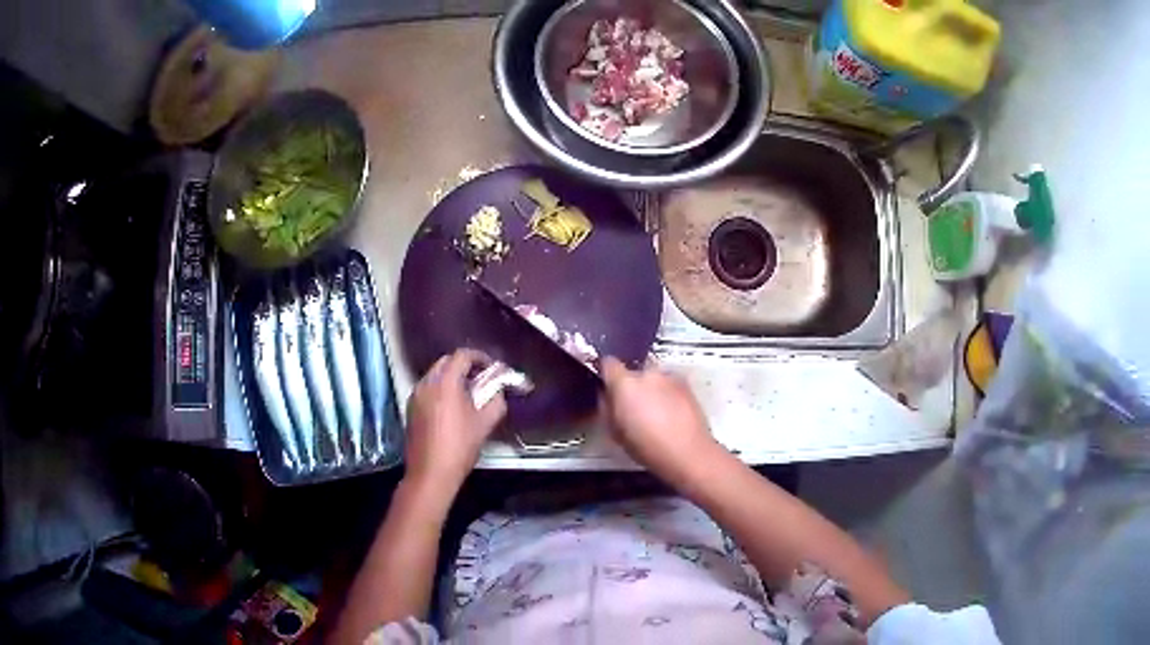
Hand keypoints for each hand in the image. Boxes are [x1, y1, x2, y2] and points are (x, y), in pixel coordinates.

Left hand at [405, 349, 506, 504]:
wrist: (430, 472)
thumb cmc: (460, 446)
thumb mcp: (485, 424)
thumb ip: (495, 401)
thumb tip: (498, 390)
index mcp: (446, 383)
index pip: (462, 356)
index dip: (480, 358)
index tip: (491, 367)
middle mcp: (427, 383)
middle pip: (446, 362)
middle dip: (465, 366)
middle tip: (480, 378)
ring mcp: (415, 395)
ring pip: (435, 375)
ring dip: (451, 377)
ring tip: (467, 393)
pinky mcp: (410, 408)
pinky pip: (427, 388)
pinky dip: (440, 389)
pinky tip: (451, 406)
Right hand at [600, 357, 722, 484]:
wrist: (687, 452)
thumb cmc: (648, 447)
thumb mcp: (615, 432)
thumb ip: (606, 406)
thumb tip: (606, 396)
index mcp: (625, 383)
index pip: (608, 363)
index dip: (606, 372)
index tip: (607, 383)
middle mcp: (647, 374)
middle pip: (633, 371)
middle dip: (631, 385)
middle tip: (632, 407)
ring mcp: (669, 377)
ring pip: (653, 377)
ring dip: (650, 389)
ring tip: (654, 413)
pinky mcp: (686, 385)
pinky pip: (669, 384)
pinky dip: (666, 393)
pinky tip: (669, 414)